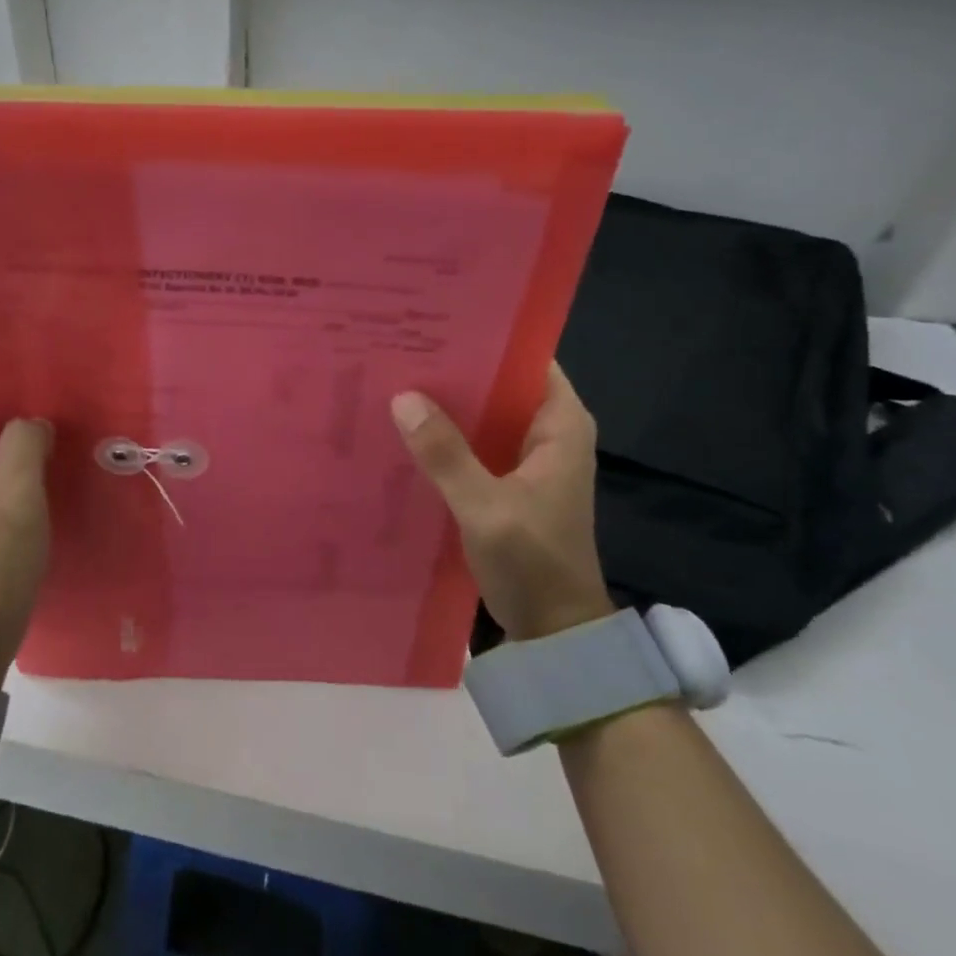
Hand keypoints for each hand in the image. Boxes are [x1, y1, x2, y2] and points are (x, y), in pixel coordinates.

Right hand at [391, 361, 613, 641]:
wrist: (556, 631)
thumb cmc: (533, 563)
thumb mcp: (485, 507)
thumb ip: (445, 454)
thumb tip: (402, 397)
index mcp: (561, 424)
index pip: (526, 359)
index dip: (485, 339)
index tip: (435, 324)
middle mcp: (548, 431)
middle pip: (500, 384)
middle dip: (455, 370)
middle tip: (400, 350)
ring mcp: (528, 458)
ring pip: (485, 415)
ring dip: (447, 404)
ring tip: (394, 380)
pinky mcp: (508, 482)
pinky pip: (475, 444)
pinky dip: (447, 437)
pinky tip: (406, 430)